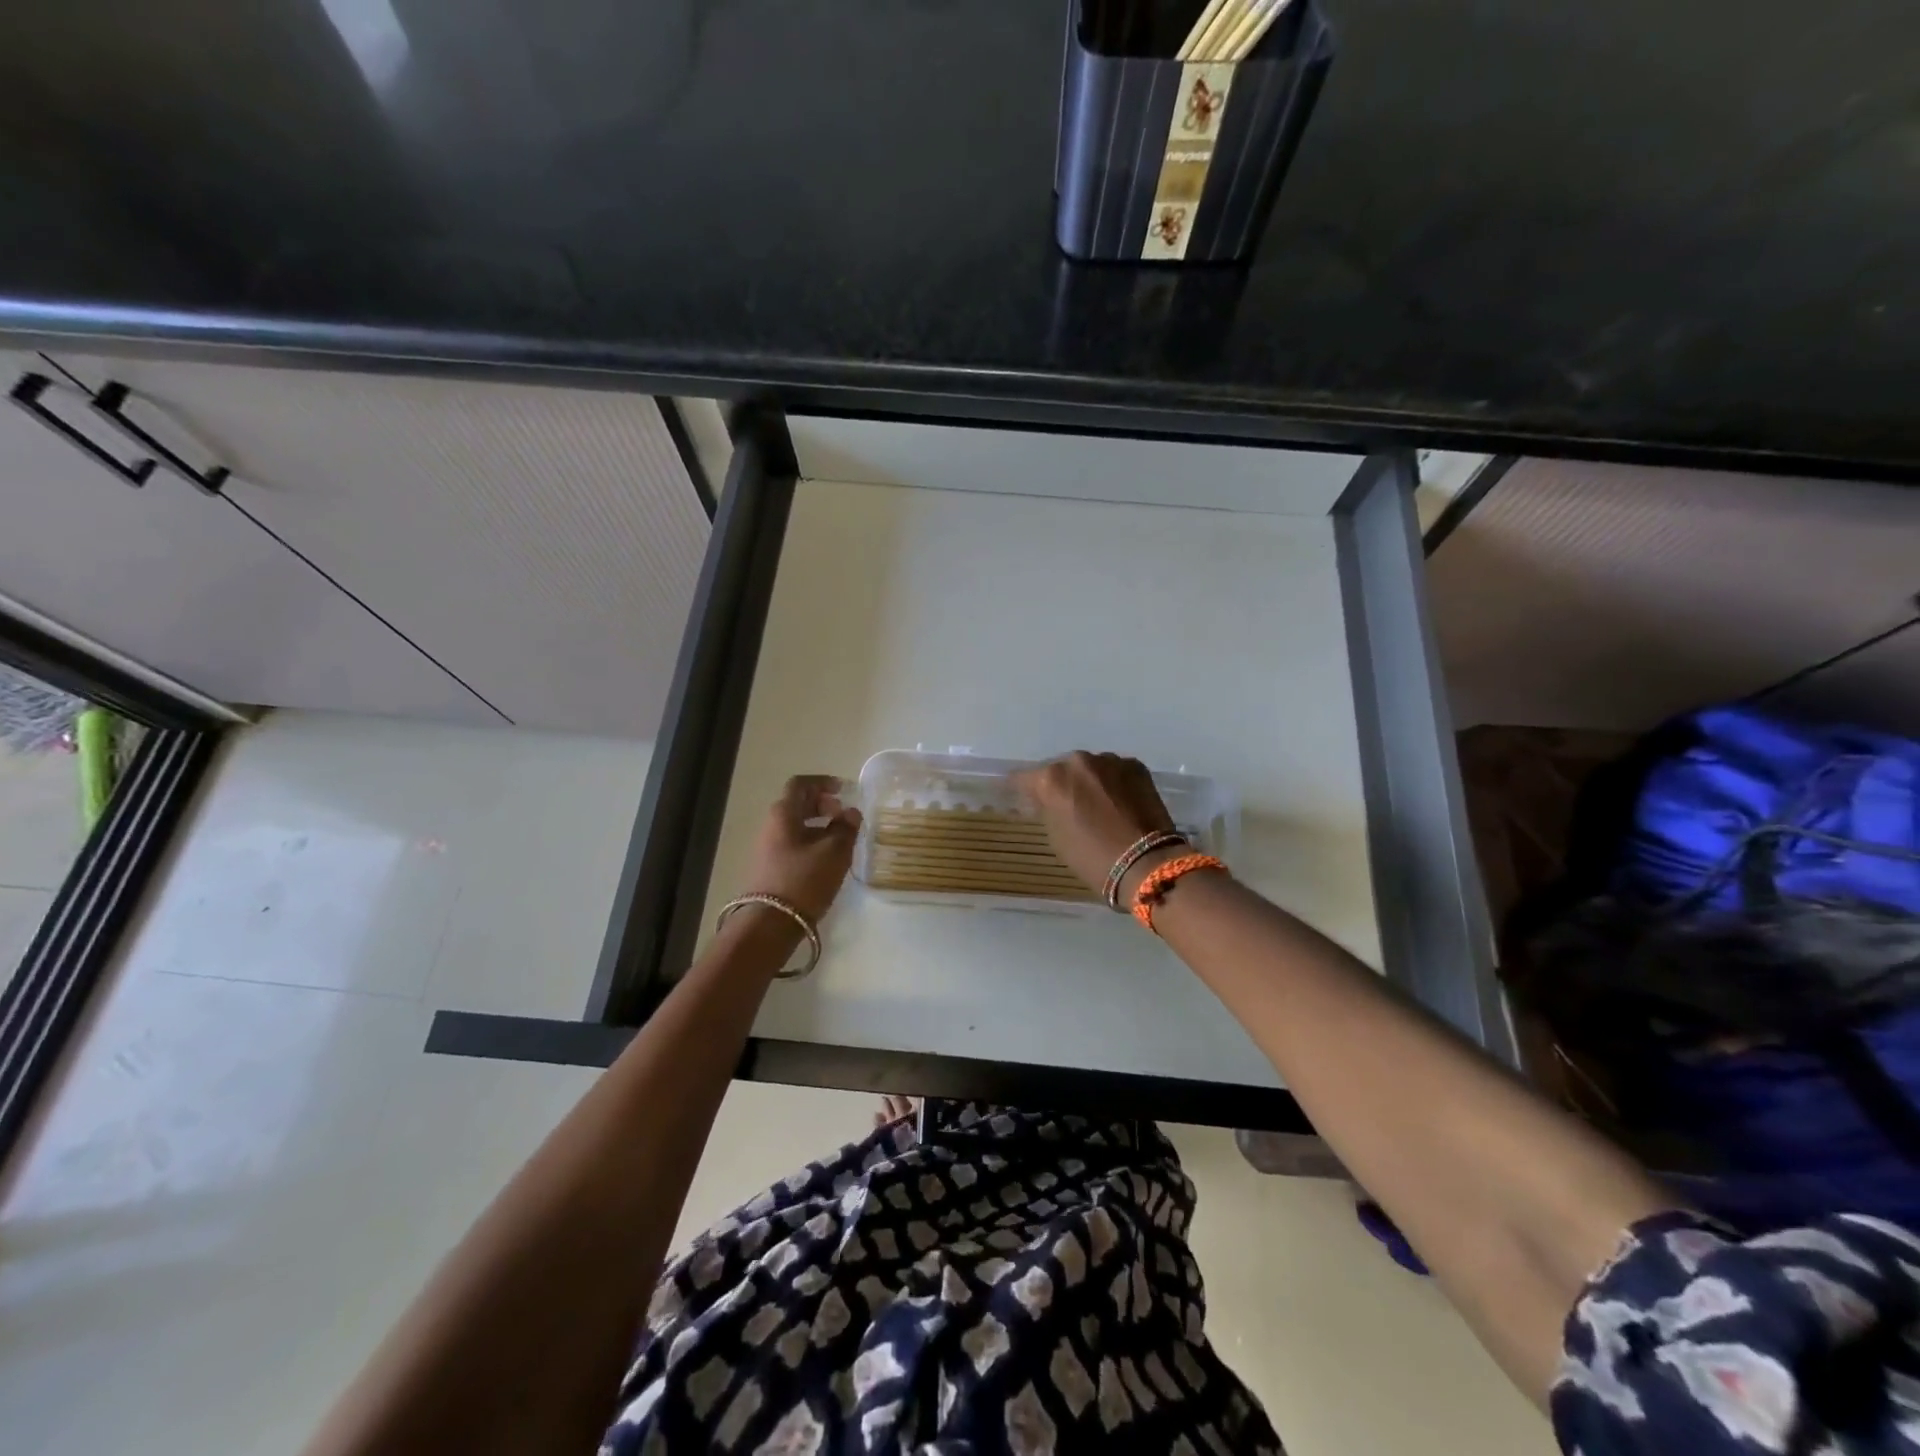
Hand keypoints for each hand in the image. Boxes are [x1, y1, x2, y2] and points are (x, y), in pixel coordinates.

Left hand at [742, 775, 862, 925]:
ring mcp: (768, 848)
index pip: (801, 784)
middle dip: (823, 805)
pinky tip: (828, 860)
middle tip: (845, 816)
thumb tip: (851, 813)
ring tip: (842, 840)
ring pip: (796, 826)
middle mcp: (771, 825)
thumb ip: (846, 828)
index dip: (823, 783)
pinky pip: (793, 844)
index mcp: (783, 813)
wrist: (770, 924)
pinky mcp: (770, 868)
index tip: (844, 790)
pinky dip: (812, 843)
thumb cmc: (804, 879)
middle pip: (797, 804)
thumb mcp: (834, 852)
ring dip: (819, 826)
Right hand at [1009, 751, 1178, 900]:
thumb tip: (1046, 800)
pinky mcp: (1135, 766)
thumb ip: (1047, 809)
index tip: (1023, 799)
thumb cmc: (1092, 857)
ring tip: (1096, 804)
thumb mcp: (1056, 836)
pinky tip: (1118, 802)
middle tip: (1065, 804)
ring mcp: (1109, 760)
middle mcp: (1077, 761)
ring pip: (1089, 768)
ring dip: (1088, 781)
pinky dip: (1112, 783)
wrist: (1146, 863)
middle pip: (1059, 769)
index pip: (1023, 778)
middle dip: (1060, 784)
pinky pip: (1114, 771)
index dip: (1021, 790)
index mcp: (1051, 778)